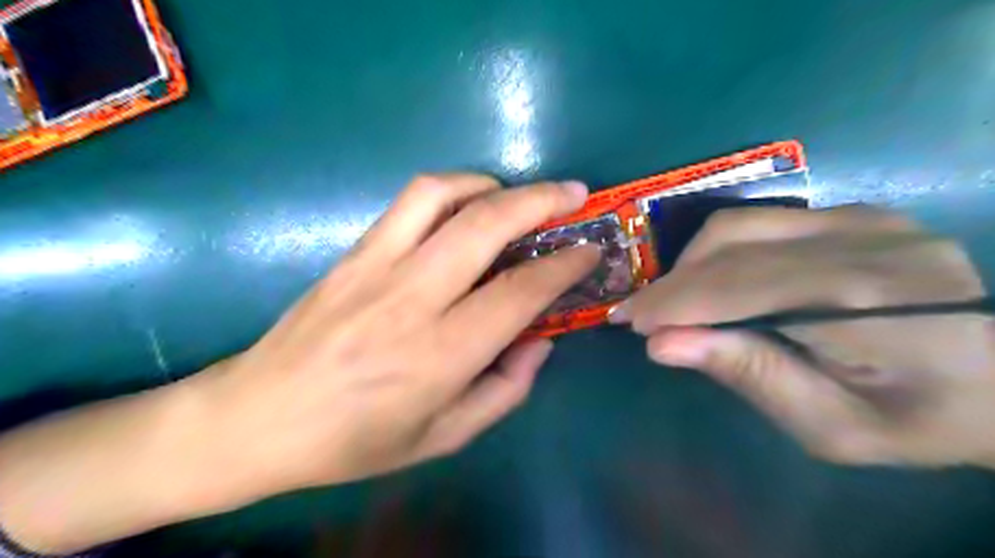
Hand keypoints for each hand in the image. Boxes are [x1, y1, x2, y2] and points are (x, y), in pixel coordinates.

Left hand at [198, 172, 593, 493]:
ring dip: (492, 185)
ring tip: (518, 196)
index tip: (590, 250)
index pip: (519, 293)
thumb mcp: (442, 437)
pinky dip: (452, 189)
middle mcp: (411, 299)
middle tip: (574, 193)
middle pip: (486, 226)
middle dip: (541, 201)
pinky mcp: (353, 252)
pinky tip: (468, 203)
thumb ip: (504, 390)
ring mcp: (375, 266)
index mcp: (439, 355)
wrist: (258, 417)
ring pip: (442, 196)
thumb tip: (540, 341)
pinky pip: (408, 201)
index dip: (564, 266)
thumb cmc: (354, 440)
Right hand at [616, 208, 994, 468]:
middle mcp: (861, 241)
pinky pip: (764, 221)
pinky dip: (722, 250)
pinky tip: (714, 279)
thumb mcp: (833, 428)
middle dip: (672, 283)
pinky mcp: (857, 213)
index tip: (628, 320)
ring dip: (692, 262)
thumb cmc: (920, 418)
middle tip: (638, 312)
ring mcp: (862, 217)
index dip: (674, 301)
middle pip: (732, 248)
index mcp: (863, 302)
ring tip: (674, 299)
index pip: (739, 287)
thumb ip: (751, 377)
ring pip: (740, 225)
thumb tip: (664, 344)